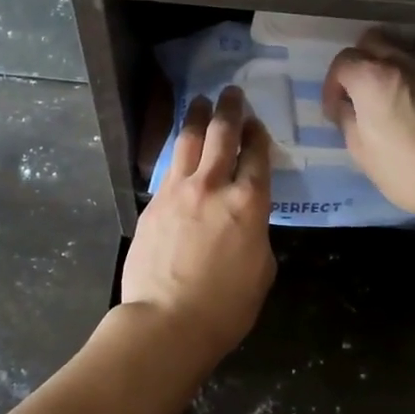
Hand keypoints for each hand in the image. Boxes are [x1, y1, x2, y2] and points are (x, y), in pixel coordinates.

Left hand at [119, 87, 275, 361]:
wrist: (166, 320)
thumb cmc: (225, 307)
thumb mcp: (261, 270)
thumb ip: (256, 234)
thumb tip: (244, 222)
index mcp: (248, 204)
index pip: (257, 156)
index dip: (258, 135)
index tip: (256, 123)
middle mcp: (213, 187)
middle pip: (223, 135)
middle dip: (230, 110)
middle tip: (231, 93)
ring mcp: (178, 191)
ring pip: (189, 141)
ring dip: (198, 117)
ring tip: (201, 101)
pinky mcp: (153, 203)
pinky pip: (168, 167)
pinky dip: (178, 151)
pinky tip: (179, 146)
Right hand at [322, 32, 414, 219]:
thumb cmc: (408, 170)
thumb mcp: (361, 152)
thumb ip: (349, 119)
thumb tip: (348, 107)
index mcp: (373, 77)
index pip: (342, 61)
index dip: (334, 85)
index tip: (338, 110)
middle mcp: (404, 61)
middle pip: (373, 40)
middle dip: (363, 60)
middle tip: (364, 91)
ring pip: (406, 49)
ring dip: (394, 67)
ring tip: (396, 96)